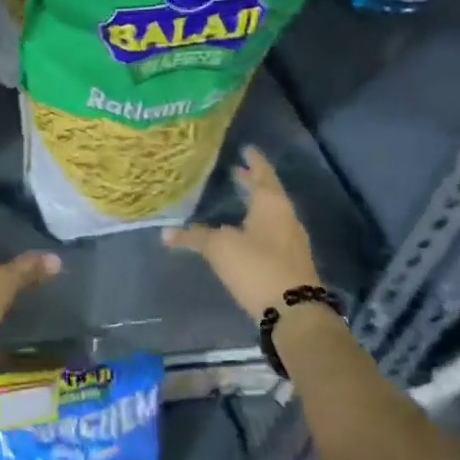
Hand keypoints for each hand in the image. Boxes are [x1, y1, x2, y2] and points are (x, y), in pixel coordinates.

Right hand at [162, 147, 320, 323]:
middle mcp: (286, 217)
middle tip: (236, 170)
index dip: (253, 160)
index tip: (246, 148)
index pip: (262, 173)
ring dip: (255, 204)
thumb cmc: (257, 267)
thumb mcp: (220, 248)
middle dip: (252, 181)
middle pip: (268, 192)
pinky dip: (258, 224)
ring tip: (238, 199)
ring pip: (271, 213)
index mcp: (272, 204)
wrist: (294, 312)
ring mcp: (291, 240)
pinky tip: (245, 232)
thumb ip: (194, 237)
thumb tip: (165, 233)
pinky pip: (272, 232)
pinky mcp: (290, 262)